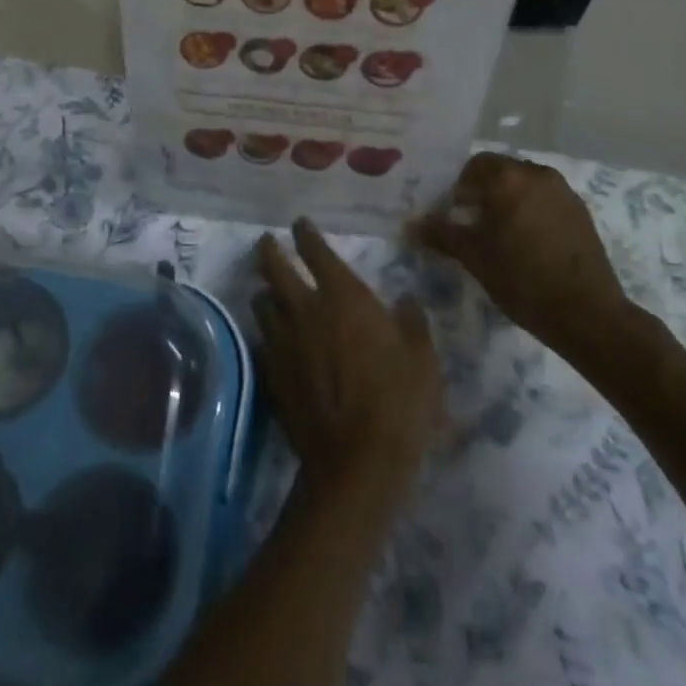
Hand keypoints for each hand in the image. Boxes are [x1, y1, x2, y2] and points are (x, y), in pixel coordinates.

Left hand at [252, 219, 442, 485]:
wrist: (355, 462)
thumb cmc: (397, 404)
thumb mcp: (422, 361)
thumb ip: (413, 324)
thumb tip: (407, 300)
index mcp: (343, 296)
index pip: (315, 251)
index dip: (306, 233)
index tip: (300, 223)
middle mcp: (305, 309)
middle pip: (275, 268)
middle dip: (270, 250)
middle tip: (267, 242)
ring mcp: (282, 341)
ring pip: (262, 303)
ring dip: (266, 292)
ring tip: (270, 292)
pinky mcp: (271, 372)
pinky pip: (263, 341)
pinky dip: (268, 335)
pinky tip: (275, 342)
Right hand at [414, 153, 629, 351]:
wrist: (586, 313)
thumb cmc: (521, 278)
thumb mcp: (473, 256)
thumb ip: (441, 233)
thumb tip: (412, 225)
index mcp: (508, 177)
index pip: (474, 165)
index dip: (459, 186)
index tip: (454, 212)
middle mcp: (538, 174)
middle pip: (502, 172)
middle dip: (485, 191)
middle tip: (473, 222)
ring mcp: (564, 192)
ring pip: (526, 185)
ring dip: (510, 200)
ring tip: (501, 234)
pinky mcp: (582, 212)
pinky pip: (547, 200)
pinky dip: (532, 211)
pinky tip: (528, 243)